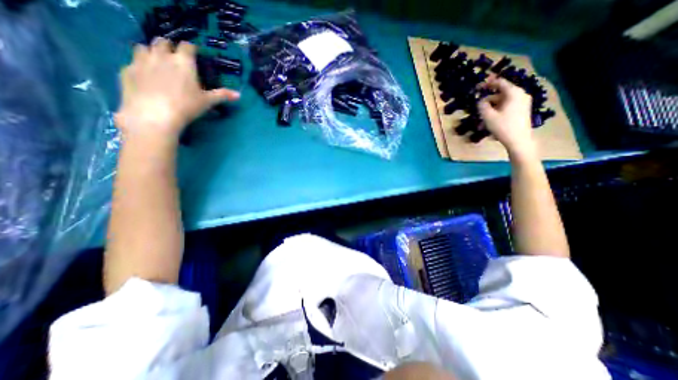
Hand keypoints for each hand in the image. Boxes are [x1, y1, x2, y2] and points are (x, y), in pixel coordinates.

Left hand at [117, 39, 240, 141]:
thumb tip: (239, 95)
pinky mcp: (127, 71)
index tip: (194, 53)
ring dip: (151, 52)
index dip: (191, 48)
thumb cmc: (186, 106)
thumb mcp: (207, 102)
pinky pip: (133, 62)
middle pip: (162, 41)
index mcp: (183, 62)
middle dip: (169, 46)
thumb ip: (222, 95)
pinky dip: (140, 66)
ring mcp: (141, 61)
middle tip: (175, 57)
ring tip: (157, 62)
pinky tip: (145, 77)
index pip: (187, 46)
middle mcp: (161, 56)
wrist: (154, 115)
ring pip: (143, 47)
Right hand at [479, 77, 537, 156]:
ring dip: (490, 109)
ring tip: (482, 121)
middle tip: (478, 109)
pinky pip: (506, 107)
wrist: (519, 140)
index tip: (477, 87)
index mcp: (513, 93)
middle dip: (487, 102)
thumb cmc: (503, 126)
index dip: (488, 83)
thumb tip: (480, 101)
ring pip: (502, 102)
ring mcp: (522, 102)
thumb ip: (482, 106)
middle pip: (500, 94)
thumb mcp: (488, 116)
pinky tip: (490, 121)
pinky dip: (497, 112)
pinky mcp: (521, 110)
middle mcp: (520, 94)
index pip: (499, 83)